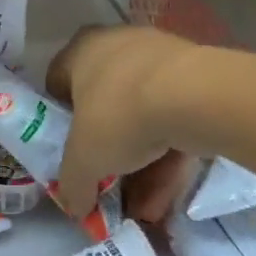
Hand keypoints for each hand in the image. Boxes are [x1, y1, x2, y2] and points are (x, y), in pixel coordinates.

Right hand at [47, 26, 202, 223]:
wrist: (196, 97)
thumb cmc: (119, 115)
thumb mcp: (83, 160)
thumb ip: (73, 185)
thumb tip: (74, 208)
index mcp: (80, 51)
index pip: (57, 84)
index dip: (59, 120)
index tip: (68, 150)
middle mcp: (118, 47)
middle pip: (104, 107)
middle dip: (108, 154)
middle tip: (108, 186)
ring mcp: (160, 60)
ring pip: (143, 119)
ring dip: (141, 167)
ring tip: (143, 209)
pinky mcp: (197, 78)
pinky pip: (174, 122)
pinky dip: (169, 159)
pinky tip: (166, 199)